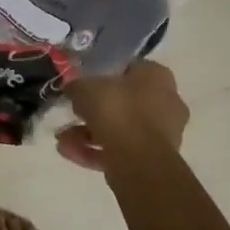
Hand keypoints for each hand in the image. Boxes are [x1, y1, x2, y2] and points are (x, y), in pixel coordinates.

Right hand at [57, 60, 188, 171]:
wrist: (138, 159)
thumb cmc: (117, 110)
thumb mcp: (86, 88)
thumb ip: (77, 86)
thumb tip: (72, 89)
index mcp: (157, 77)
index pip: (131, 69)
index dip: (105, 75)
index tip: (85, 85)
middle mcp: (167, 102)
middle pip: (124, 102)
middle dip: (94, 110)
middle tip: (73, 112)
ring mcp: (162, 133)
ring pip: (120, 129)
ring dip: (89, 133)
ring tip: (62, 138)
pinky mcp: (152, 160)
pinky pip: (119, 150)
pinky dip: (94, 151)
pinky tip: (68, 152)